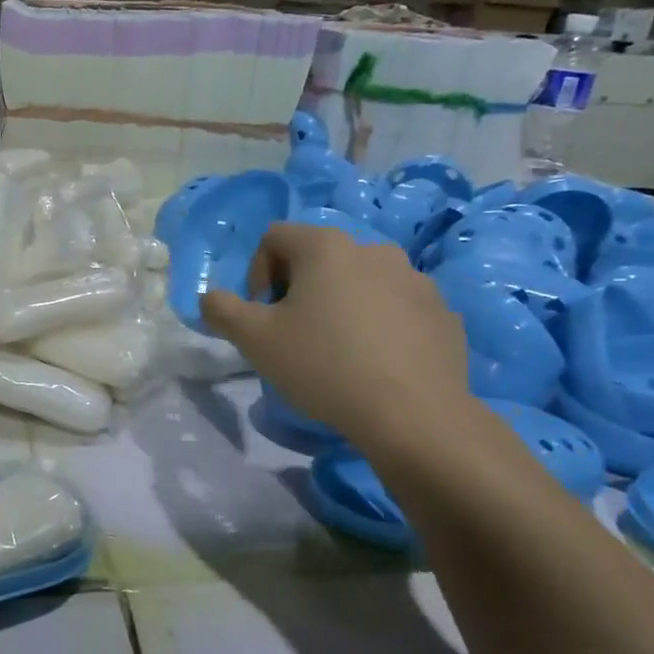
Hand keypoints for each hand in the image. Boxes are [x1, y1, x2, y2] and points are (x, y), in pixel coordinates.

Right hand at [201, 223, 471, 448]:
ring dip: (340, 305)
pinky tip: (374, 363)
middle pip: (319, 257)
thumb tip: (211, 298)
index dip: (257, 274)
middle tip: (294, 335)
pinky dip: (378, 324)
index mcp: (326, 247)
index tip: (263, 315)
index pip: (274, 237)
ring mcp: (415, 279)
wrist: (414, 415)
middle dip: (298, 290)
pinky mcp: (441, 312)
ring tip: (337, 352)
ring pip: (360, 282)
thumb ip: (222, 310)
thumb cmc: (324, 366)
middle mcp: (374, 249)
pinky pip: (396, 307)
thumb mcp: (254, 340)